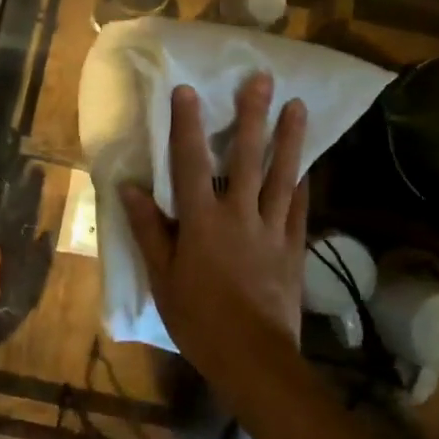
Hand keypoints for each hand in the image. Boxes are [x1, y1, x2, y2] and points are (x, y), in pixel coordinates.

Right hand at [121, 73, 309, 386]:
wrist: (254, 359)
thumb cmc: (199, 319)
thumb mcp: (163, 278)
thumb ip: (149, 230)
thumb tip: (130, 188)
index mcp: (202, 221)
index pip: (191, 163)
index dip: (187, 124)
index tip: (188, 90)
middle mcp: (240, 214)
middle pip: (247, 157)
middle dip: (253, 115)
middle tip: (263, 79)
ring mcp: (272, 229)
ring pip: (282, 175)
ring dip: (289, 138)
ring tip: (298, 106)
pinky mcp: (293, 247)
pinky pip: (300, 208)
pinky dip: (304, 184)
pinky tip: (308, 164)